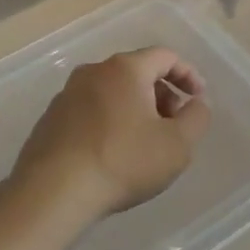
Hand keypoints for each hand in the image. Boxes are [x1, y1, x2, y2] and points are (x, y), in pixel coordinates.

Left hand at [13, 48, 212, 219]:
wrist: (53, 193)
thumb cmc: (123, 161)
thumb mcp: (177, 144)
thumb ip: (196, 118)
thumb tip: (195, 103)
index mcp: (125, 69)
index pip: (165, 56)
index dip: (188, 75)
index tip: (198, 99)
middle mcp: (93, 72)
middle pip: (137, 72)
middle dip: (162, 94)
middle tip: (174, 125)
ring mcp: (67, 95)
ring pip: (113, 92)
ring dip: (136, 110)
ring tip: (145, 144)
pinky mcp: (50, 120)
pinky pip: (91, 111)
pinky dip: (110, 123)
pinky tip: (114, 155)